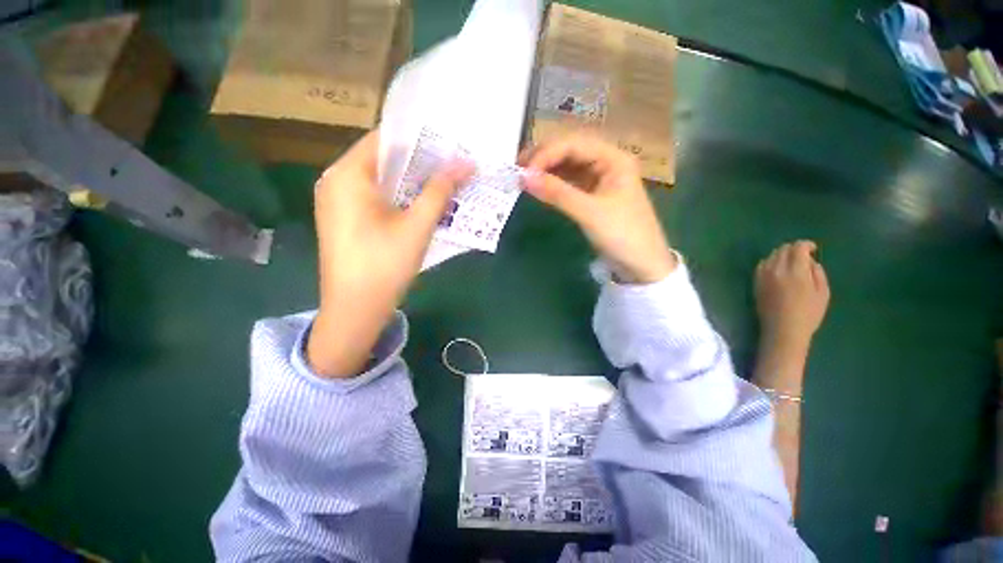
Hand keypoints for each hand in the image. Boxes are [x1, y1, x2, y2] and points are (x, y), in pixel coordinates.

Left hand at [308, 131, 472, 377]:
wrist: (355, 310)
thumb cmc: (385, 265)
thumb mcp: (417, 226)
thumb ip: (440, 191)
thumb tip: (466, 163)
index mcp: (348, 174)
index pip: (386, 139)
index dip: (419, 139)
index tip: (449, 143)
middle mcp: (336, 180)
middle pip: (382, 159)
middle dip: (418, 162)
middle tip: (452, 164)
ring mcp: (336, 201)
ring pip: (380, 179)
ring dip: (410, 181)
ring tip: (443, 182)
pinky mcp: (343, 219)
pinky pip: (374, 196)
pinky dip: (398, 196)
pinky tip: (420, 204)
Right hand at [519, 135, 675, 283]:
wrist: (642, 265)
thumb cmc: (622, 235)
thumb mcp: (589, 212)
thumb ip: (557, 193)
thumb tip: (523, 177)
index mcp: (613, 158)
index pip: (573, 144)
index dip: (546, 154)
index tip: (524, 171)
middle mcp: (606, 162)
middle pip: (570, 151)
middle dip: (543, 157)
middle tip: (517, 168)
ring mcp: (599, 179)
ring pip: (568, 167)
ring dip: (546, 170)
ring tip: (523, 176)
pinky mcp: (592, 195)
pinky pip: (569, 183)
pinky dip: (553, 184)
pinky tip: (539, 187)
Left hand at [755, 241, 829, 349]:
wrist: (782, 329)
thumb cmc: (808, 314)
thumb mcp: (823, 292)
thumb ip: (817, 272)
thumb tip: (810, 261)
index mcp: (796, 271)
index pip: (797, 248)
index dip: (806, 245)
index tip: (813, 249)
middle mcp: (776, 270)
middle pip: (783, 249)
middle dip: (794, 249)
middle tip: (803, 256)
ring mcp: (763, 276)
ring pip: (771, 256)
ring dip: (782, 254)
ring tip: (791, 262)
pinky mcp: (755, 282)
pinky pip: (762, 265)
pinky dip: (770, 262)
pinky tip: (778, 269)